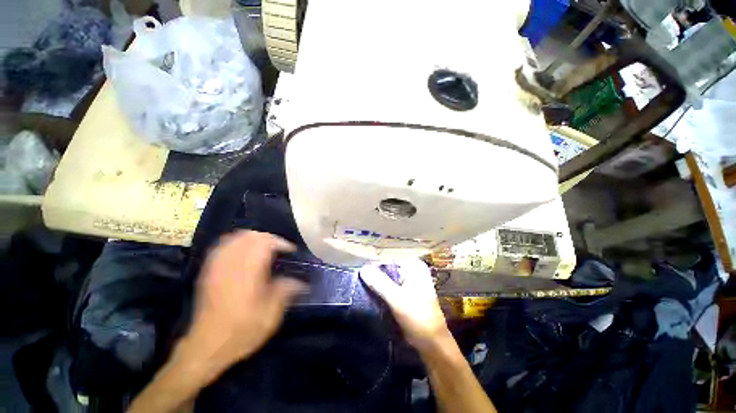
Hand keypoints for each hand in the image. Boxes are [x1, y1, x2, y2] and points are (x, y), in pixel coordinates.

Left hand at [182, 231, 305, 377]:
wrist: (206, 347)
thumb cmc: (242, 331)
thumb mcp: (272, 314)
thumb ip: (287, 291)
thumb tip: (303, 282)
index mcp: (249, 272)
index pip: (266, 243)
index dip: (281, 243)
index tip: (291, 251)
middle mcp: (232, 264)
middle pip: (251, 236)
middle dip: (268, 238)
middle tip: (279, 249)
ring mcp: (217, 267)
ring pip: (235, 238)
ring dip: (252, 239)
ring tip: (264, 248)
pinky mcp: (208, 272)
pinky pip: (221, 247)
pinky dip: (235, 243)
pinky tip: (242, 252)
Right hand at [360, 259, 448, 350]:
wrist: (433, 343)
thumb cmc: (418, 318)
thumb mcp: (398, 299)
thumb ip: (380, 283)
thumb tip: (362, 269)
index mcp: (414, 266)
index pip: (387, 262)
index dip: (373, 269)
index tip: (359, 279)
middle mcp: (412, 270)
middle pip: (387, 270)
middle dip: (374, 278)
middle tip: (359, 287)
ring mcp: (410, 282)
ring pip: (388, 280)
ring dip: (377, 286)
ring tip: (363, 292)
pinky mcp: (407, 293)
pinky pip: (390, 288)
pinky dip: (382, 292)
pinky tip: (372, 298)